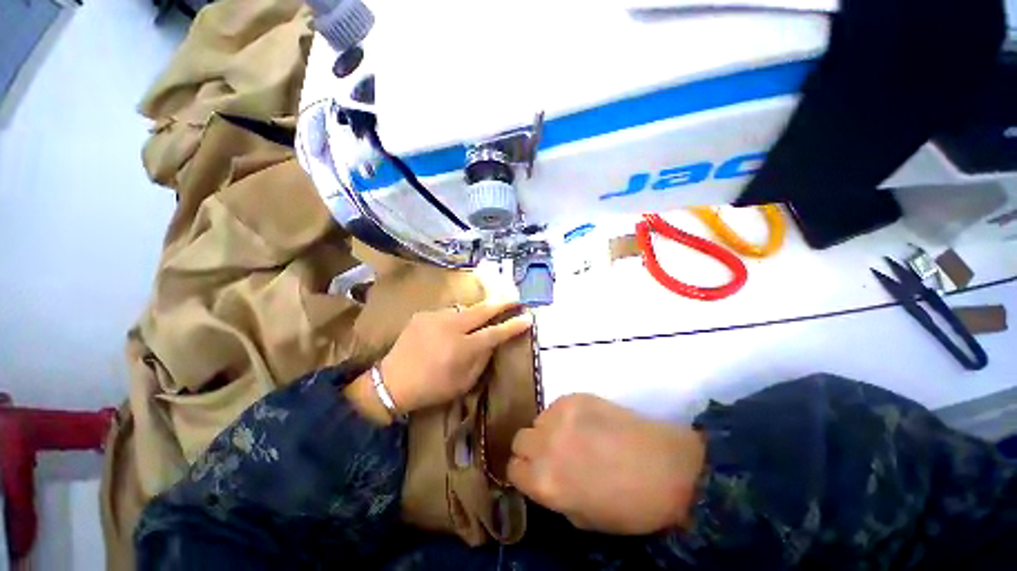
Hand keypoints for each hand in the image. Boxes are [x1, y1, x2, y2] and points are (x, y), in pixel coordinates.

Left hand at [379, 300, 532, 413]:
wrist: (392, 382)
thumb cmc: (432, 388)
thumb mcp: (463, 382)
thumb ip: (481, 360)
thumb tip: (492, 342)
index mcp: (462, 349)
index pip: (495, 333)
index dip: (513, 325)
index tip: (527, 318)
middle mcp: (450, 328)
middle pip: (482, 310)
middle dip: (501, 303)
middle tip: (515, 298)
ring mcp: (435, 317)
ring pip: (464, 310)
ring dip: (475, 314)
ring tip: (477, 321)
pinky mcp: (423, 314)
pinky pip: (447, 314)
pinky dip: (454, 320)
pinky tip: (449, 331)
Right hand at [508, 394, 704, 534]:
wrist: (666, 467)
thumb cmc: (628, 505)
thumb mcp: (582, 519)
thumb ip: (553, 496)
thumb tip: (542, 476)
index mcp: (545, 482)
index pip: (512, 468)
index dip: (523, 472)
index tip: (534, 472)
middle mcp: (545, 445)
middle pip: (519, 439)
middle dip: (531, 449)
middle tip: (553, 453)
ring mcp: (560, 415)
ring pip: (538, 420)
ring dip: (548, 430)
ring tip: (572, 436)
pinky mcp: (575, 396)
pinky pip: (556, 405)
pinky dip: (563, 415)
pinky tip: (585, 423)